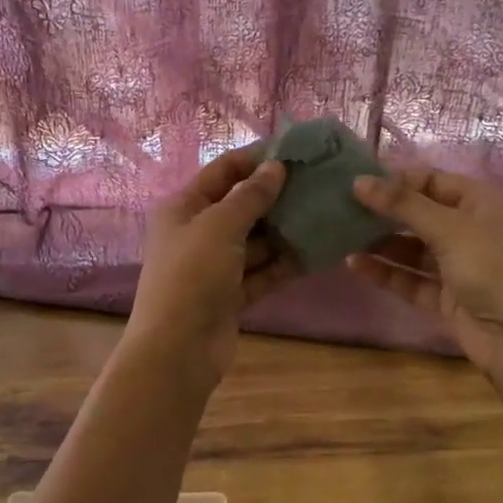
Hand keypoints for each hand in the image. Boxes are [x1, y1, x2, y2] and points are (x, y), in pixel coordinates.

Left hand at [127, 146, 299, 385]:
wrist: (177, 350)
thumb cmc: (191, 275)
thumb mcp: (219, 226)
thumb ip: (250, 196)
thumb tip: (276, 166)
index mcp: (183, 207)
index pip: (222, 171)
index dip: (255, 160)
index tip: (295, 152)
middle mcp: (197, 232)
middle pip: (241, 205)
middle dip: (277, 196)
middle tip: (319, 184)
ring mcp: (215, 265)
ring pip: (256, 241)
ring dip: (285, 231)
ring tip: (325, 214)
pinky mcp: (232, 294)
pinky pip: (263, 271)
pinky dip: (285, 263)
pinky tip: (317, 252)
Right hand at [347, 168, 502, 383]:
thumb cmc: (495, 268)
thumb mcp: (449, 228)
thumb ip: (402, 204)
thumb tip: (359, 181)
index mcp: (483, 204)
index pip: (434, 181)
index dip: (398, 179)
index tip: (358, 181)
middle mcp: (473, 231)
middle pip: (421, 214)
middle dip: (385, 212)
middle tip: (343, 207)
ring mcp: (461, 267)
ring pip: (414, 249)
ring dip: (381, 243)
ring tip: (343, 235)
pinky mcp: (448, 299)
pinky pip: (412, 279)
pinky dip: (386, 272)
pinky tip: (354, 264)